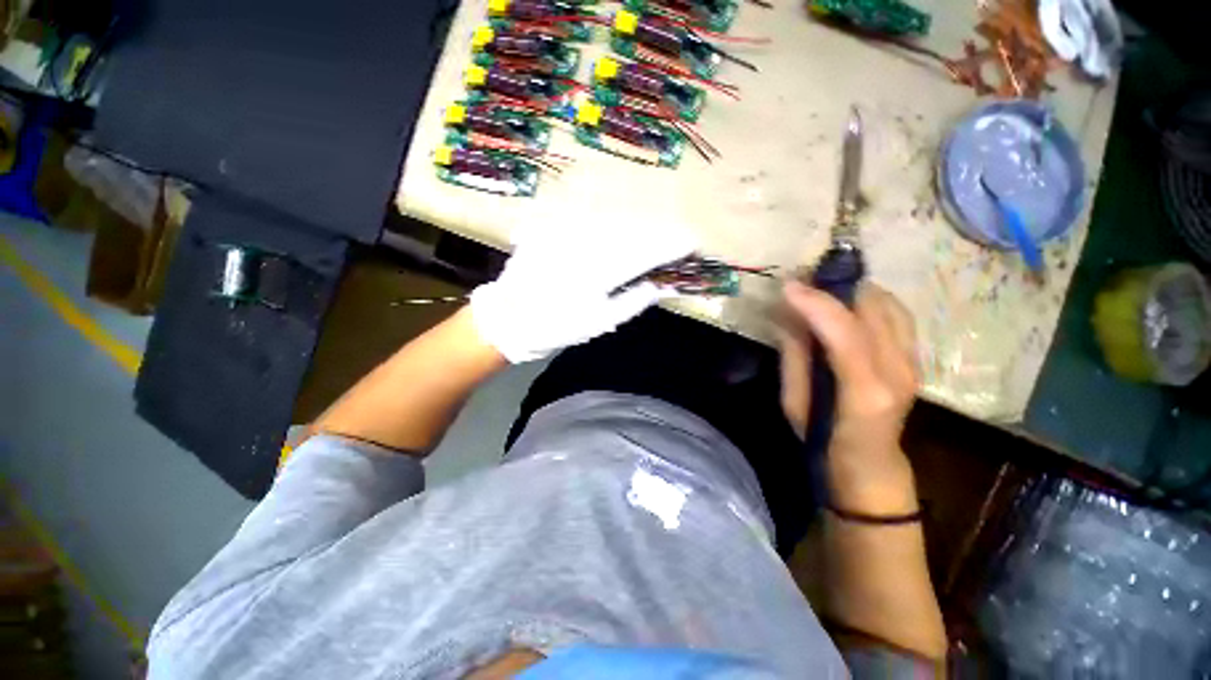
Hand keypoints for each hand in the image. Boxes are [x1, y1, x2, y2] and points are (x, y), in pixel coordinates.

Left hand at [470, 222, 695, 362]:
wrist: (511, 317)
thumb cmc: (558, 326)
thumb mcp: (601, 322)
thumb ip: (633, 301)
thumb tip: (659, 285)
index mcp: (603, 271)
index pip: (648, 251)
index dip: (672, 246)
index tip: (692, 244)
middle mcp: (589, 245)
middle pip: (635, 232)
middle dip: (660, 234)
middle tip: (678, 240)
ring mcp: (571, 234)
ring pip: (616, 223)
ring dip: (640, 229)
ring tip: (655, 236)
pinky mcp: (557, 229)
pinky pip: (593, 222)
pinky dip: (613, 227)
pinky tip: (621, 233)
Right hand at [780, 281, 919, 514]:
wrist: (870, 464)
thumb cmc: (824, 439)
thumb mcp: (794, 402)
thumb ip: (794, 355)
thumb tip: (788, 315)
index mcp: (865, 392)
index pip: (846, 333)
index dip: (816, 304)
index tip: (788, 285)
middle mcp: (899, 372)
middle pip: (874, 311)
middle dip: (835, 287)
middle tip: (802, 280)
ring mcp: (914, 363)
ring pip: (890, 306)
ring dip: (854, 290)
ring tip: (822, 287)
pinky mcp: (916, 357)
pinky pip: (897, 314)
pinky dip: (871, 300)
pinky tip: (848, 303)